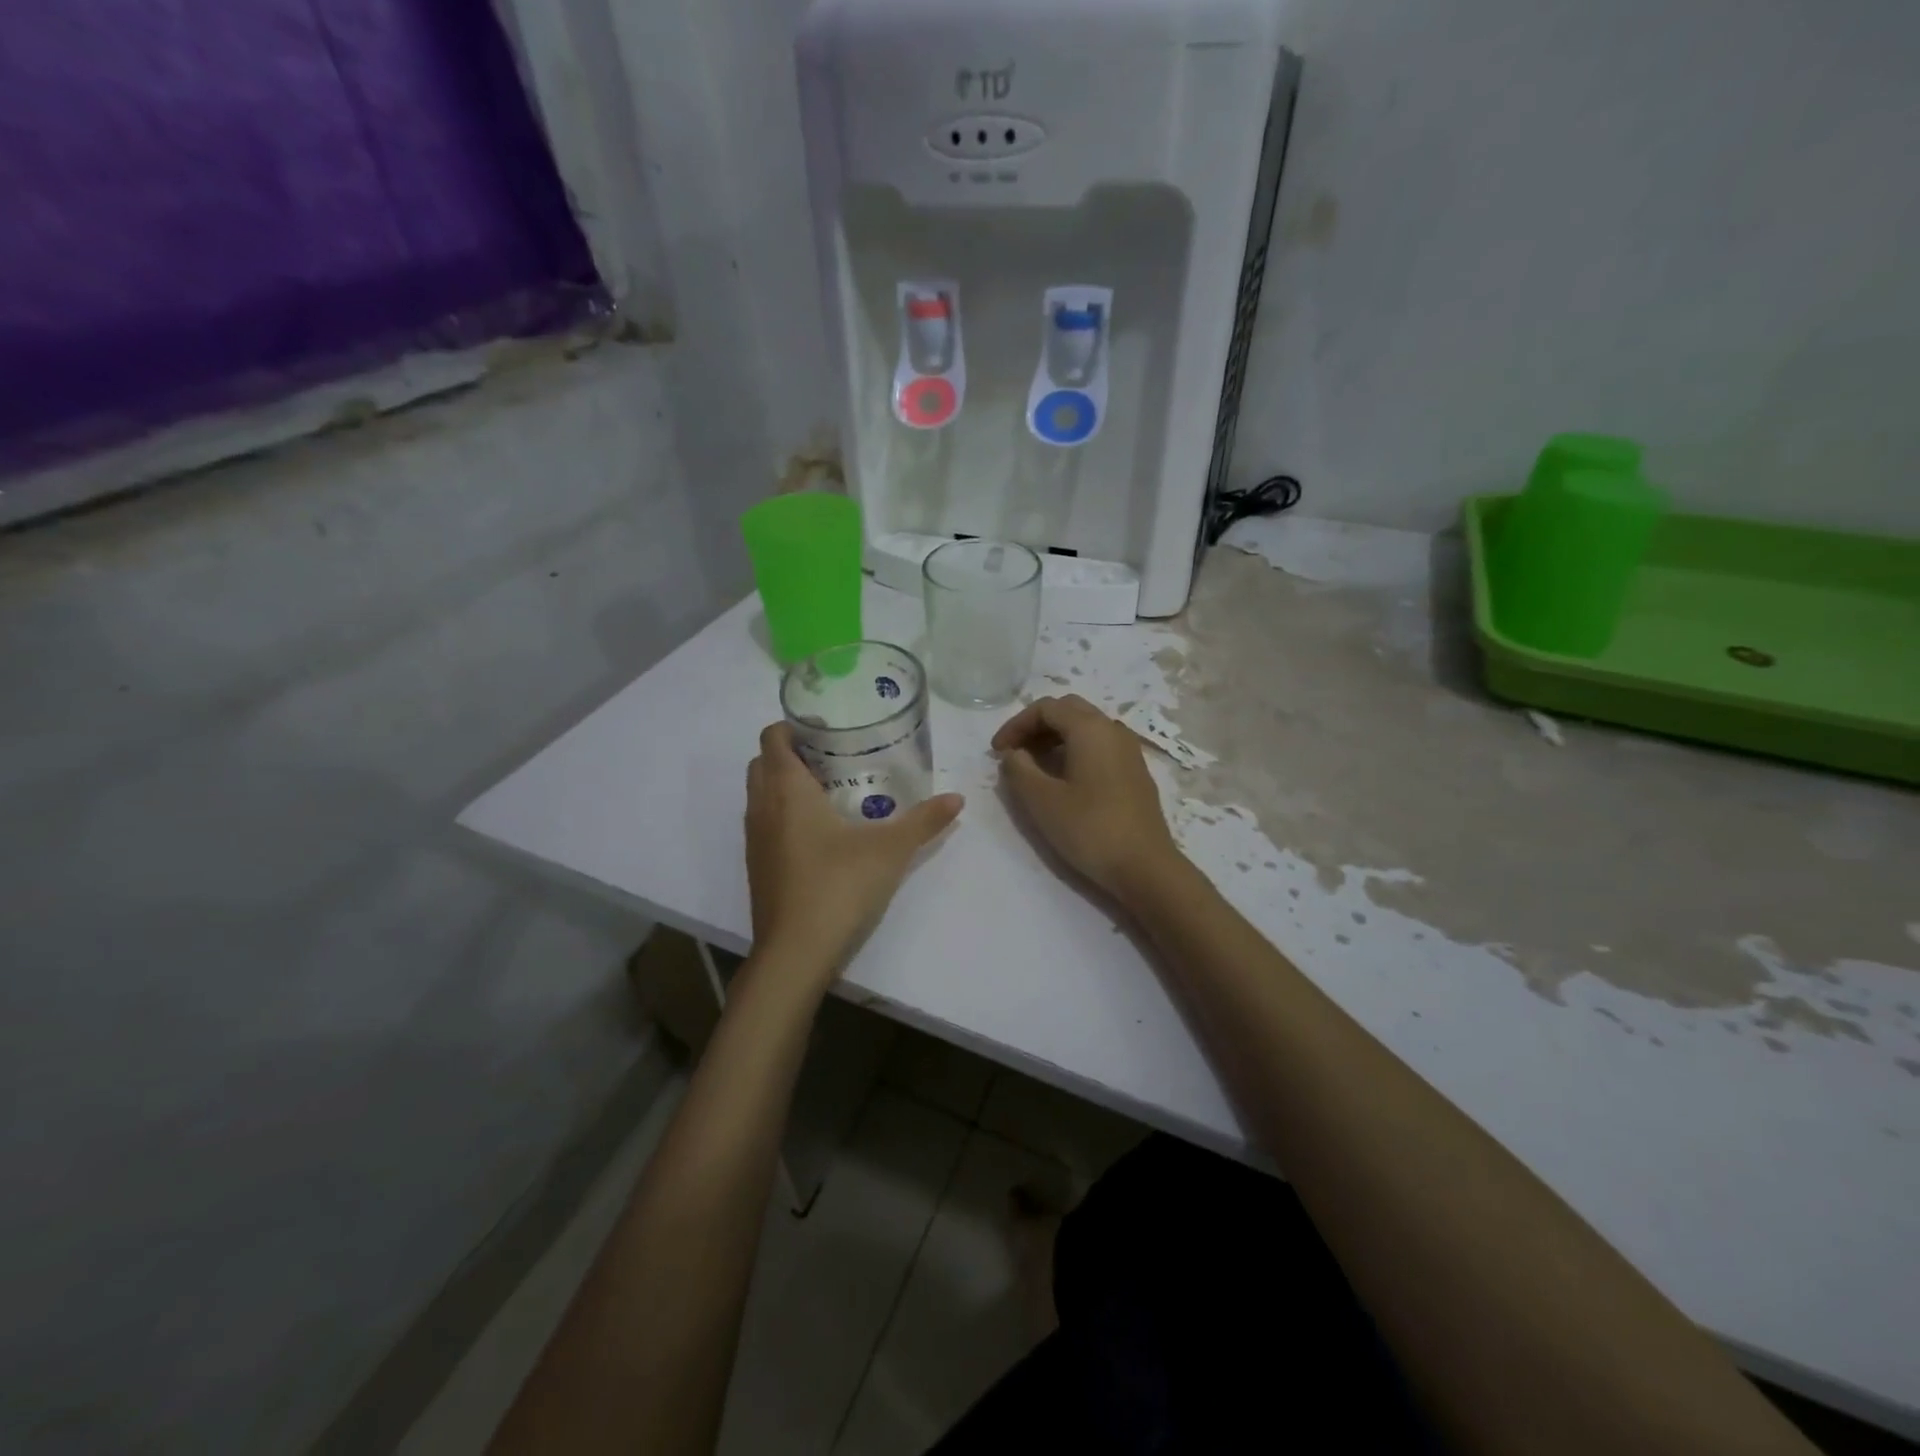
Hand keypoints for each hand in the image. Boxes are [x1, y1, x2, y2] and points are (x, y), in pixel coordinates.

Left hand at [745, 722, 963, 979]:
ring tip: (830, 792)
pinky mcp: (757, 867)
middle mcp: (762, 808)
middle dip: (791, 753)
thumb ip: (924, 821)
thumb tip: (957, 799)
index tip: (825, 729)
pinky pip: (764, 823)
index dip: (792, 726)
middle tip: (833, 758)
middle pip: (763, 762)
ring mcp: (754, 840)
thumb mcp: (890, 850)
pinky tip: (820, 834)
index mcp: (786, 790)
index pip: (771, 738)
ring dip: (784, 785)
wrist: (795, 952)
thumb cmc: (839, 886)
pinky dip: (783, 815)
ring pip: (760, 795)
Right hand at [992, 694, 1182, 898]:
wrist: (1145, 867)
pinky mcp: (1135, 772)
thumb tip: (1013, 753)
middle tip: (1015, 753)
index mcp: (1090, 728)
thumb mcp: (1042, 800)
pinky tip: (1064, 780)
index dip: (1016, 724)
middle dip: (1036, 726)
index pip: (1046, 708)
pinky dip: (1075, 751)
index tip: (997, 751)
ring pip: (1086, 728)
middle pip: (1068, 711)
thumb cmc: (1090, 829)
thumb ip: (1019, 769)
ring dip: (1055, 739)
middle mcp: (1113, 730)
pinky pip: (1100, 747)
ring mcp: (1129, 751)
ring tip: (1034, 767)